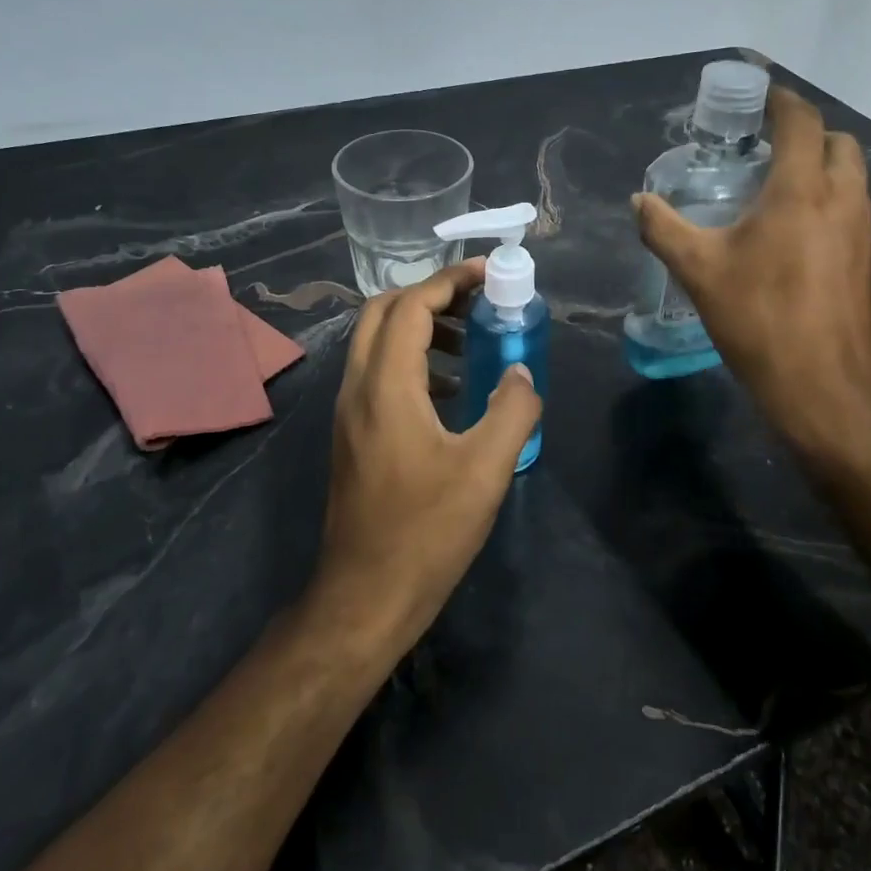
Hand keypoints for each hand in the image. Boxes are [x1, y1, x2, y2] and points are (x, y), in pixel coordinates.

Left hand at [315, 259, 541, 652]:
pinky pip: (378, 374)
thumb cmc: (426, 531)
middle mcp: (357, 388)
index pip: (411, 305)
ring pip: (376, 343)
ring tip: (471, 343)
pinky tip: (451, 393)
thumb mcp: (485, 469)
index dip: (450, 280)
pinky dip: (413, 361)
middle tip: (477, 300)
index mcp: (385, 386)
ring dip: (420, 327)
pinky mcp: (352, 436)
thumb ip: (512, 410)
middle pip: (382, 312)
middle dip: (430, 295)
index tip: (488, 272)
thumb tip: (522, 372)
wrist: (363, 598)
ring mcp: (349, 413)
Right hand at [634, 87, 870, 473]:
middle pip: (837, 142)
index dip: (781, 100)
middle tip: (767, 145)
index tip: (759, 93)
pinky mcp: (869, 262)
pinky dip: (829, 201)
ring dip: (821, 168)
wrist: (828, 390)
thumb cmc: (761, 320)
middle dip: (807, 133)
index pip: (801, 121)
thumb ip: (665, 229)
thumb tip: (639, 201)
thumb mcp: (700, 272)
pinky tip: (795, 233)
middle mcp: (843, 199)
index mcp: (803, 190)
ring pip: (851, 177)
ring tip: (777, 186)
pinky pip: (853, 210)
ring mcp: (864, 232)